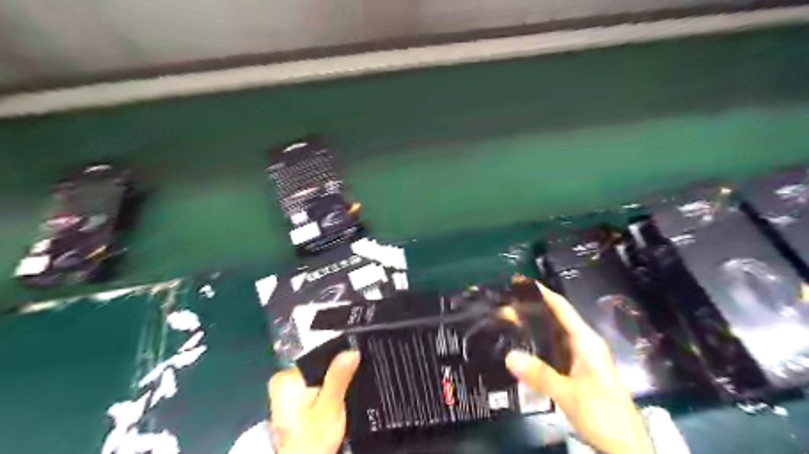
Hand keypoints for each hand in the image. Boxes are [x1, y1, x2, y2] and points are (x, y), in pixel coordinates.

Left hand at [268, 352, 359, 453]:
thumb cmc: (313, 438)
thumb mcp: (330, 406)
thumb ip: (339, 376)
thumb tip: (351, 350)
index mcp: (286, 377)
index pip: (318, 356)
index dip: (338, 361)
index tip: (353, 371)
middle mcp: (282, 381)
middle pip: (318, 367)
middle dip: (334, 377)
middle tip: (344, 393)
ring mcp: (285, 393)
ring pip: (318, 378)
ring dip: (331, 387)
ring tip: (339, 400)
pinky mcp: (292, 403)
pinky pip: (314, 388)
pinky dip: (324, 395)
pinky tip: (331, 406)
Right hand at [504, 282, 655, 451]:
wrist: (627, 446)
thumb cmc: (604, 414)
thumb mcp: (570, 394)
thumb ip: (540, 375)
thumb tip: (509, 355)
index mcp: (586, 341)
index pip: (562, 308)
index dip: (542, 293)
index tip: (519, 283)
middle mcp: (583, 344)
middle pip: (555, 319)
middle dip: (531, 310)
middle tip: (504, 306)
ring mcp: (581, 358)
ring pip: (553, 336)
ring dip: (533, 328)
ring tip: (508, 323)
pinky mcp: (576, 371)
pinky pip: (553, 351)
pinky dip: (537, 345)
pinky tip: (523, 348)